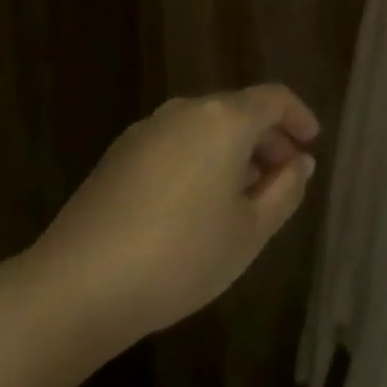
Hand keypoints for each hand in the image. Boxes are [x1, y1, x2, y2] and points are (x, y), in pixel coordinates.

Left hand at [20, 85, 318, 361]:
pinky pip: (176, 142)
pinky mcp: (119, 154)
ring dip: (233, 149)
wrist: (74, 287)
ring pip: (206, 126)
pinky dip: (200, 157)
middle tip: (284, 174)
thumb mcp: (250, 231)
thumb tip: (300, 162)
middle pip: (239, 109)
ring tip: (243, 193)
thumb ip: (285, 190)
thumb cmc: (180, 256)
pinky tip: (197, 202)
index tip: (312, 143)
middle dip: (267, 137)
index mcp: (224, 119)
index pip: (274, 99)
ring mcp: (147, 130)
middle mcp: (186, 111)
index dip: (299, 117)